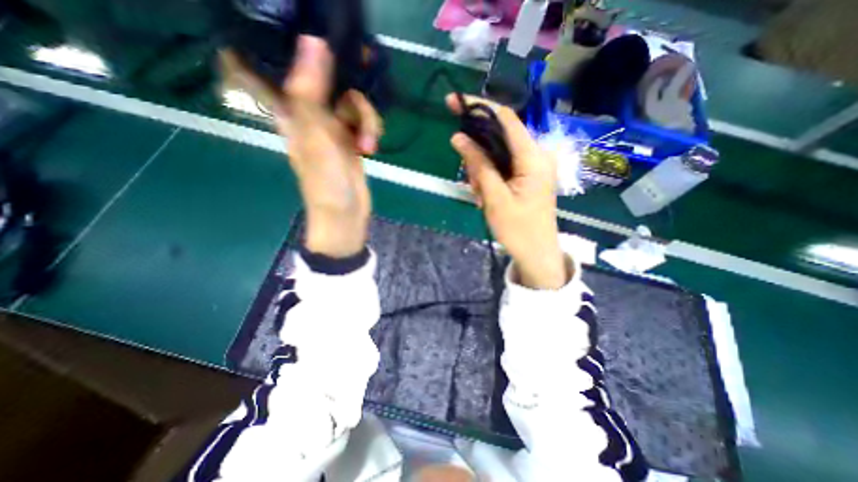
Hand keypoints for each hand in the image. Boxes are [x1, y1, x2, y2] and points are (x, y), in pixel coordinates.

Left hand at [220, 36, 381, 257]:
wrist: (346, 212)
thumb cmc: (324, 180)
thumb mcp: (315, 134)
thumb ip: (311, 91)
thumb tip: (314, 41)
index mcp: (291, 111)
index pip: (278, 69)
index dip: (286, 49)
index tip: (305, 34)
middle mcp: (311, 114)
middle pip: (330, 81)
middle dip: (350, 89)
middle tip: (365, 79)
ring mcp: (334, 128)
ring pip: (353, 103)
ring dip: (367, 119)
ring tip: (368, 143)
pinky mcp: (352, 139)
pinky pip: (364, 122)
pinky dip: (371, 131)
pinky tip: (371, 147)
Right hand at [443, 94, 568, 290]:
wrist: (537, 254)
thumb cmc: (518, 229)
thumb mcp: (494, 197)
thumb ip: (478, 165)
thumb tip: (458, 137)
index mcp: (533, 157)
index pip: (504, 119)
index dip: (478, 107)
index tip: (454, 103)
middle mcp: (536, 154)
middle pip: (499, 138)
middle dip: (478, 156)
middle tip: (473, 183)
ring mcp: (532, 166)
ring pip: (497, 155)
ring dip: (482, 172)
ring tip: (482, 198)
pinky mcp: (527, 176)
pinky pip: (502, 167)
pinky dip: (489, 178)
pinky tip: (487, 197)